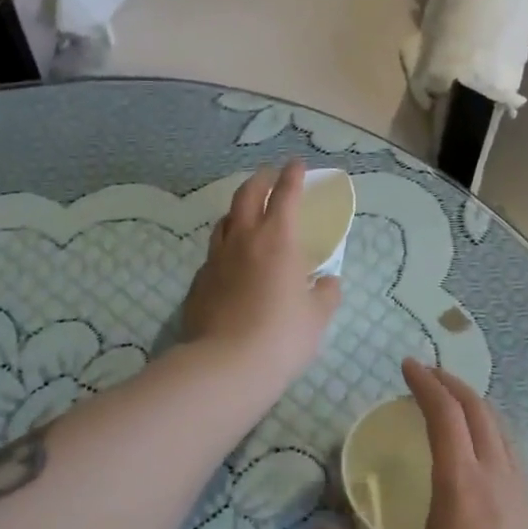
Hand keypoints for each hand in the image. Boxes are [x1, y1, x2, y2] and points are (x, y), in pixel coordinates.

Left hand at [181, 162, 342, 390]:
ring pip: (224, 221)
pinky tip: (231, 261)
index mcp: (278, 239)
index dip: (292, 175)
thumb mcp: (317, 316)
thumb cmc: (283, 336)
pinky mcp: (199, 282)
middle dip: (260, 180)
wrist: (228, 365)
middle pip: (247, 195)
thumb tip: (327, 282)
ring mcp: (216, 259)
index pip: (285, 194)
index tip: (296, 164)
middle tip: (269, 175)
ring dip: (238, 210)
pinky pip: (214, 254)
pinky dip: (226, 247)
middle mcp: (243, 240)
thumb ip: (326, 293)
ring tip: (246, 213)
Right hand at [310, 360, 527, 528]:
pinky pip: (512, 458)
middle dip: (452, 385)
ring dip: (476, 408)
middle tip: (428, 376)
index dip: (425, 383)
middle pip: (479, 410)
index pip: (445, 414)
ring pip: (502, 431)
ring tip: (454, 409)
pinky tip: (481, 466)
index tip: (407, 365)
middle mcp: (497, 477)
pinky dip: (491, 438)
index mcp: (461, 483)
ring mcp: (524, 496)